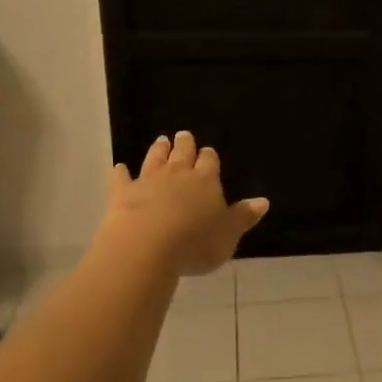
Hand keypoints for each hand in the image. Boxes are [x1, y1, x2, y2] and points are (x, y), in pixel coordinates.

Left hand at [99, 132, 268, 275]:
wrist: (147, 246)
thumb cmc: (195, 243)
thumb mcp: (228, 235)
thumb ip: (243, 217)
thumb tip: (263, 201)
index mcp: (206, 181)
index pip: (209, 162)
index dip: (209, 157)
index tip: (208, 152)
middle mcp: (178, 174)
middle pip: (182, 153)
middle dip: (184, 144)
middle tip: (183, 135)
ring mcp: (148, 181)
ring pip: (155, 159)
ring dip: (158, 150)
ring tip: (161, 140)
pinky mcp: (122, 193)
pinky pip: (121, 178)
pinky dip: (120, 172)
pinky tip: (118, 167)